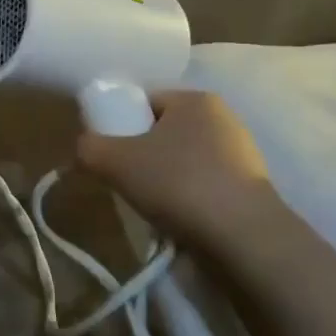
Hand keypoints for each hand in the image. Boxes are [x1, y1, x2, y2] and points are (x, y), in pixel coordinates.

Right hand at [76, 91, 279, 249]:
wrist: (243, 237)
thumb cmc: (177, 183)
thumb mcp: (113, 161)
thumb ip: (88, 147)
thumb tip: (85, 149)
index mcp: (194, 99)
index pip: (144, 100)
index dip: (119, 124)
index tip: (108, 154)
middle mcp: (223, 117)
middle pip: (162, 131)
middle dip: (140, 154)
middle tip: (123, 181)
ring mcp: (242, 153)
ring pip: (182, 159)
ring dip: (162, 178)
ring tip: (150, 204)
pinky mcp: (250, 187)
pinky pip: (203, 183)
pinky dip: (185, 197)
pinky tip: (176, 218)